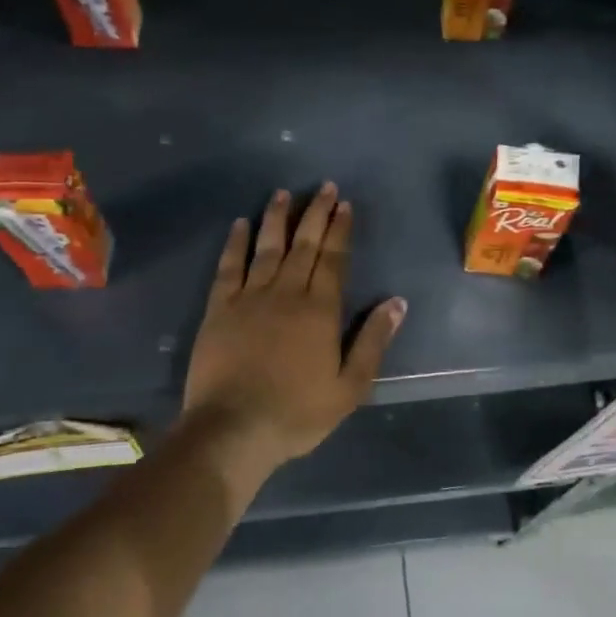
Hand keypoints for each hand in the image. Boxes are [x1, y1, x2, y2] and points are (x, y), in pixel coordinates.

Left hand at [181, 184, 407, 465]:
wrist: (233, 429)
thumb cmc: (297, 413)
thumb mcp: (350, 387)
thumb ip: (373, 341)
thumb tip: (396, 303)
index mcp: (320, 311)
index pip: (334, 260)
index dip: (340, 230)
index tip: (345, 205)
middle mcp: (286, 293)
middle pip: (304, 245)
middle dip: (316, 214)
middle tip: (324, 187)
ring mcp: (249, 298)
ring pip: (267, 247)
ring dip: (277, 218)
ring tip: (284, 193)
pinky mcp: (219, 309)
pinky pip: (228, 267)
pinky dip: (235, 243)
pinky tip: (240, 224)